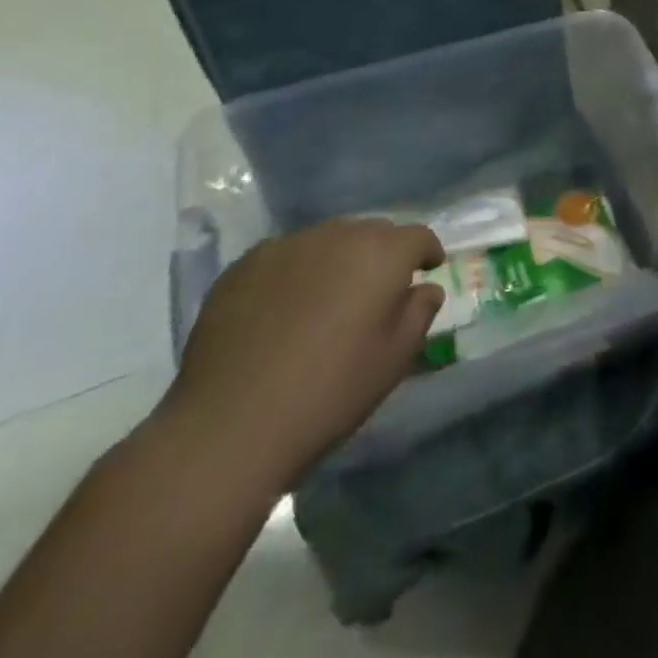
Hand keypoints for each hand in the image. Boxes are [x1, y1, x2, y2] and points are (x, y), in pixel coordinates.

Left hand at [158, 219, 445, 491]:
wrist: (231, 425)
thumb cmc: (331, 391)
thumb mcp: (395, 358)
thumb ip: (419, 313)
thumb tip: (424, 289)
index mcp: (381, 253)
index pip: (417, 236)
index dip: (426, 252)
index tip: (427, 270)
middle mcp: (336, 236)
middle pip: (372, 232)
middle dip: (382, 254)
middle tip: (377, 290)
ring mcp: (285, 247)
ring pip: (327, 241)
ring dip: (338, 260)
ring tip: (329, 298)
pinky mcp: (243, 267)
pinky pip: (286, 258)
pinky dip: (297, 273)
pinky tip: (284, 310)